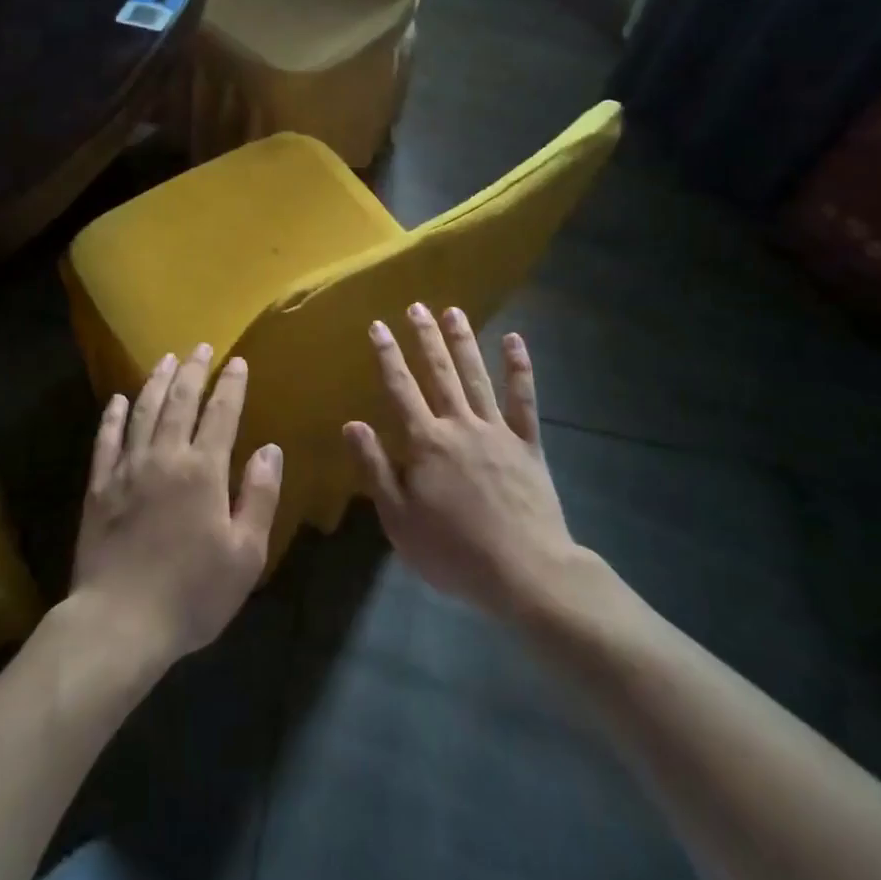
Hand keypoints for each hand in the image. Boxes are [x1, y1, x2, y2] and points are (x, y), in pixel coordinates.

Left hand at [71, 345, 282, 669]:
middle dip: (193, 371)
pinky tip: (118, 400)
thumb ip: (260, 496)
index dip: (231, 385)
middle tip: (200, 346)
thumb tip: (270, 449)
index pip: (221, 414)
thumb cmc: (192, 593)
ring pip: (143, 411)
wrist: (120, 622)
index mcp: (203, 470)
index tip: (237, 361)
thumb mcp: (245, 553)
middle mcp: (165, 457)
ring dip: (155, 381)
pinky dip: (113, 416)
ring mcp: (127, 469)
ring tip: (165, 358)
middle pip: (180, 401)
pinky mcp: (99, 486)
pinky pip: (106, 440)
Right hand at [343, 303, 578, 625]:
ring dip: (464, 342)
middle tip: (417, 306)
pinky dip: (519, 369)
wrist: (524, 572)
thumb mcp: (399, 519)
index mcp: (426, 443)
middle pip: (440, 373)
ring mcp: (497, 431)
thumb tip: (351, 424)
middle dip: (425, 338)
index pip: (401, 389)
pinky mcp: (528, 444)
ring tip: (453, 311)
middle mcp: (460, 425)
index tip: (378, 326)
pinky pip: (524, 400)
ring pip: (476, 376)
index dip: (388, 356)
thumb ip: (375, 468)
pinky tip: (515, 341)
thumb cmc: (453, 551)